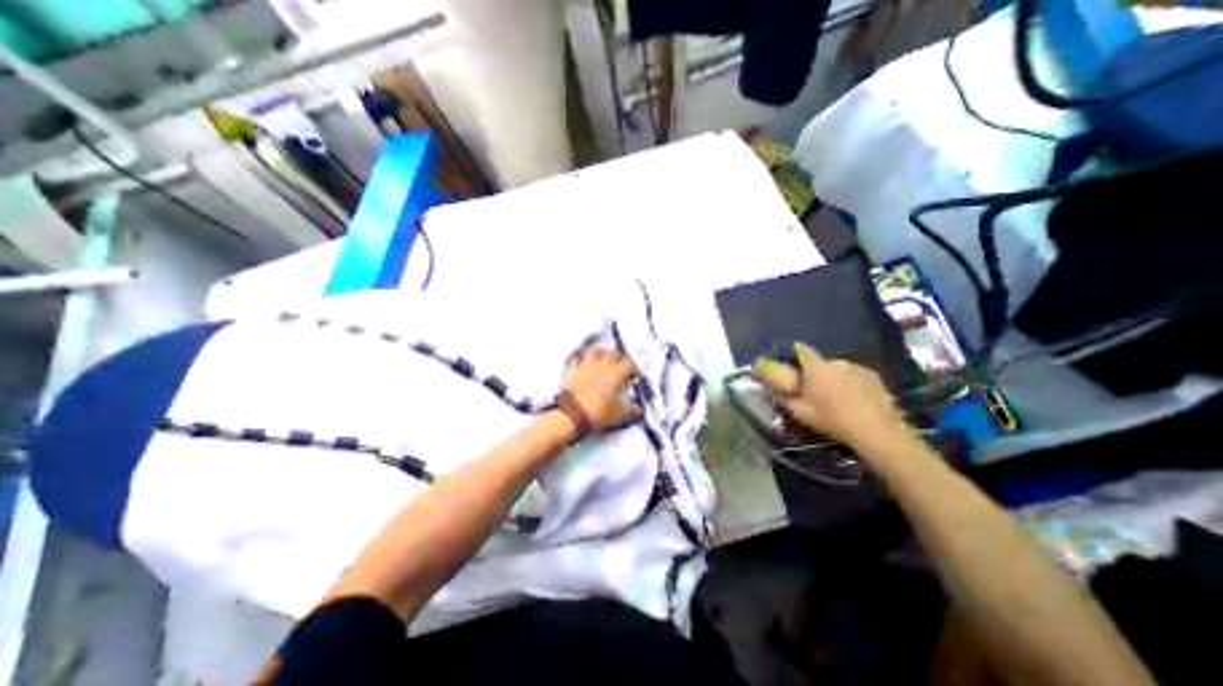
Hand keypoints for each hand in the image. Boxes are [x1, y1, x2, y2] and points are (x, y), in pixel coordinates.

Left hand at [560, 352, 644, 429]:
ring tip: (605, 360)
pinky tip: (586, 364)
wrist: (570, 415)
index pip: (630, 364)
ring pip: (596, 351)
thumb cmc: (598, 413)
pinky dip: (584, 359)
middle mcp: (602, 364)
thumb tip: (638, 409)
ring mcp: (586, 364)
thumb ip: (632, 410)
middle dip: (621, 358)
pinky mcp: (572, 369)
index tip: (636, 377)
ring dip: (603, 353)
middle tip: (623, 366)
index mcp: (616, 372)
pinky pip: (579, 358)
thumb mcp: (620, 415)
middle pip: (614, 353)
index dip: (635, 369)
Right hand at [752, 344, 911, 456]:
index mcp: (817, 368)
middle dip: (817, 372)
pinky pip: (855, 376)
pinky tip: (854, 400)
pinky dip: (851, 384)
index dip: (796, 351)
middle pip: (822, 363)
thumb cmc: (833, 420)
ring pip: (839, 370)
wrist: (877, 431)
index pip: (802, 350)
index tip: (792, 355)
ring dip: (835, 378)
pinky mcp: (875, 378)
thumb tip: (774, 392)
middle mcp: (837, 363)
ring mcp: (858, 369)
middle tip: (815, 388)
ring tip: (836, 397)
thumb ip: (786, 400)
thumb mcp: (802, 414)